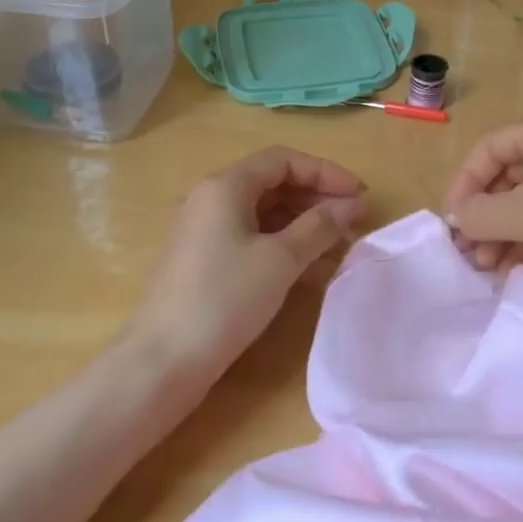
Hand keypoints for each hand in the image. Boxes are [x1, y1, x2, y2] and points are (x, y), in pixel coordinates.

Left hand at [129, 146, 367, 382]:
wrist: (163, 360)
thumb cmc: (225, 299)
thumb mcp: (280, 260)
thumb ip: (319, 226)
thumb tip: (352, 204)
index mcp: (225, 186)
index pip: (283, 160)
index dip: (326, 172)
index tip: (360, 195)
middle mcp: (210, 199)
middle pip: (273, 184)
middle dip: (317, 199)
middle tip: (355, 222)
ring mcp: (204, 231)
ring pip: (263, 214)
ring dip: (303, 225)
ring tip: (340, 246)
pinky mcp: (204, 261)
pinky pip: (251, 239)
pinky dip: (282, 246)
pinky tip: (311, 269)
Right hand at [443, 109, 522, 299]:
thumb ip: (480, 215)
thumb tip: (455, 219)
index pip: (488, 150)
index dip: (464, 185)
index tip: (453, 223)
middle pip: (507, 177)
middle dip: (485, 216)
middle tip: (471, 253)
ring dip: (504, 233)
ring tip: (490, 267)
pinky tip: (516, 266)